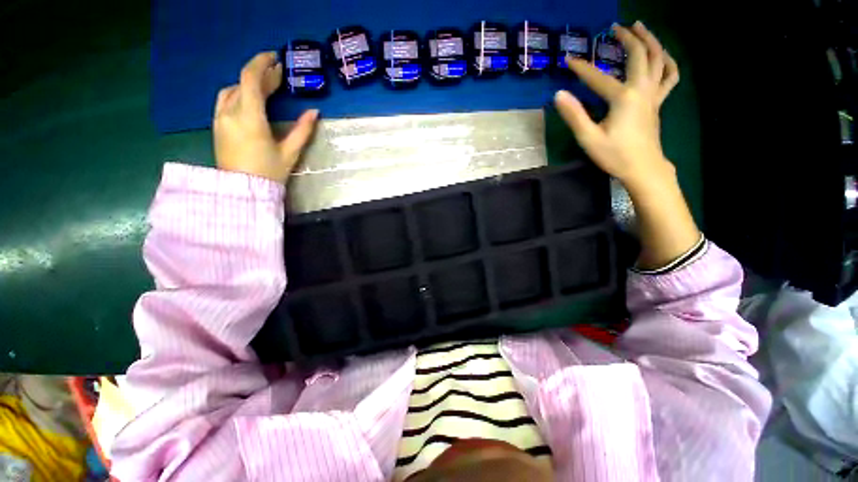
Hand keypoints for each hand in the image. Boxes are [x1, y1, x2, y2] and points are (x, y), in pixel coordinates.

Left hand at [213, 51, 318, 183]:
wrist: (242, 191)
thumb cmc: (269, 173)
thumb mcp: (290, 152)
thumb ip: (302, 131)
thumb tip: (314, 112)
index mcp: (250, 118)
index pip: (250, 79)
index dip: (262, 64)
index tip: (275, 59)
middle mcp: (230, 113)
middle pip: (243, 83)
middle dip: (261, 76)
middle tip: (279, 76)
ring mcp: (220, 119)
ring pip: (232, 90)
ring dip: (249, 84)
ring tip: (266, 88)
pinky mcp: (217, 126)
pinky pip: (225, 100)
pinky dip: (239, 94)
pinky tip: (250, 100)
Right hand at [555, 22, 699, 269]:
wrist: (643, 168)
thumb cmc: (614, 155)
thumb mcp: (588, 138)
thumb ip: (574, 115)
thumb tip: (559, 95)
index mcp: (624, 97)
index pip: (598, 77)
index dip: (581, 68)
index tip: (568, 60)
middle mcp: (642, 89)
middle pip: (639, 54)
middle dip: (627, 37)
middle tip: (615, 27)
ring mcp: (654, 94)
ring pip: (659, 59)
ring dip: (651, 40)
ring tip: (640, 28)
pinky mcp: (659, 102)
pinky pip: (670, 76)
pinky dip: (667, 61)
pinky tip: (661, 56)